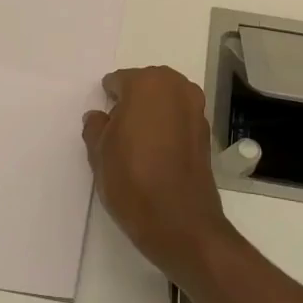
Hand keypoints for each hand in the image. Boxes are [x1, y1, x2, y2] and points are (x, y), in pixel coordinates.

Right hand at [82, 67, 239, 285]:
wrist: (179, 221)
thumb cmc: (131, 179)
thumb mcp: (99, 153)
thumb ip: (96, 127)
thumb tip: (99, 117)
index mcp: (147, 83)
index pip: (119, 81)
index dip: (108, 99)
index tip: (102, 120)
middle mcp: (176, 88)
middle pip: (147, 86)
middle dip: (133, 102)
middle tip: (118, 129)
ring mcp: (196, 109)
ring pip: (166, 102)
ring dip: (153, 114)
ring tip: (137, 142)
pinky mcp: (206, 133)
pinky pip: (180, 120)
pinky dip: (168, 128)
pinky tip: (156, 152)